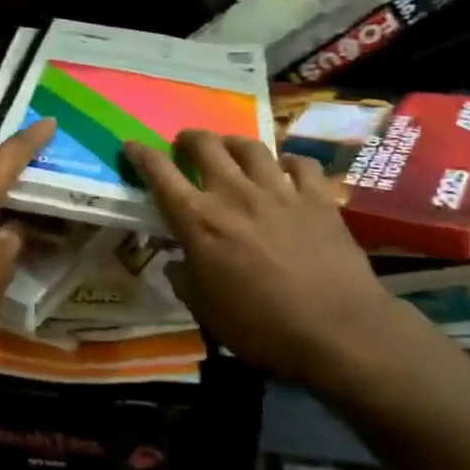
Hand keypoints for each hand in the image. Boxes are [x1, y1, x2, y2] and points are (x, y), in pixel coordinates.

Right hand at [123, 131, 399, 392]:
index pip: (161, 175)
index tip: (132, 145)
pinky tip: (287, 169)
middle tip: (185, 144)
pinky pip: (301, 165)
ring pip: (251, 147)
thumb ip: (186, 281)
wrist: (337, 330)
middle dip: (189, 139)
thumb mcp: (207, 312)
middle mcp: (235, 194)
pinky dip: (289, 162)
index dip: (142, 156)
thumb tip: (176, 264)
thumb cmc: (261, 327)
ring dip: (234, 142)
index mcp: (200, 221)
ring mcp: (280, 191)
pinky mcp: (318, 198)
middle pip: (206, 146)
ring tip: (230, 147)